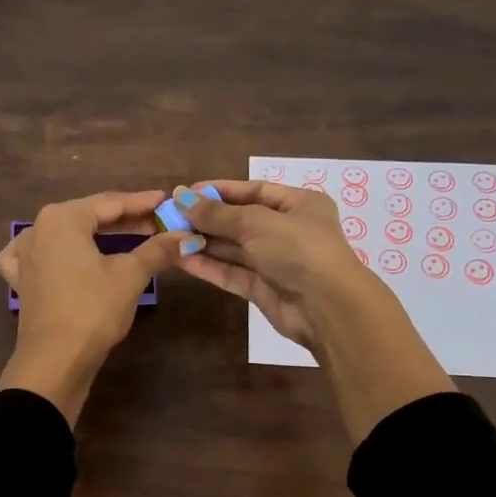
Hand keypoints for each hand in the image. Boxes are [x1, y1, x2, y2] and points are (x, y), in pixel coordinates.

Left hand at [0, 190, 198, 424]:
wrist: (55, 361)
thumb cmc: (93, 310)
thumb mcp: (130, 276)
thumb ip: (157, 250)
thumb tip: (185, 235)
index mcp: (63, 218)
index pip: (110, 203)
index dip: (142, 202)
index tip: (166, 201)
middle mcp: (38, 228)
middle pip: (88, 216)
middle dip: (124, 220)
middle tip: (157, 223)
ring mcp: (25, 254)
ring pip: (67, 235)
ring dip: (97, 236)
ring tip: (127, 238)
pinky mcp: (22, 280)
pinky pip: (40, 255)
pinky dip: (56, 252)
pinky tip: (62, 255)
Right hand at [176, 180, 454, 442]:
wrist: (326, 306)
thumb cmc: (297, 248)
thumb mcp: (256, 222)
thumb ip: (217, 213)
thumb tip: (181, 197)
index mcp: (300, 204)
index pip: (255, 190)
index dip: (221, 190)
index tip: (187, 193)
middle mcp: (289, 230)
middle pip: (241, 220)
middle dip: (207, 219)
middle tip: (171, 217)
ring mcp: (276, 261)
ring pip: (234, 249)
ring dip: (203, 243)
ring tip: (168, 237)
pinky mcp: (264, 289)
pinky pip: (232, 272)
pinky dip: (209, 265)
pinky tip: (181, 258)